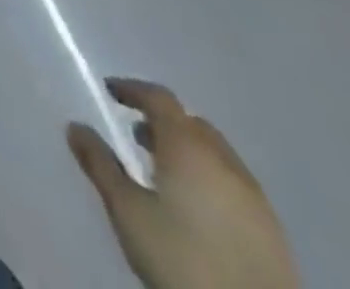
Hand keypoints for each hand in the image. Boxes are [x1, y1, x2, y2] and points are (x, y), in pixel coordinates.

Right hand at [68, 79, 298, 288]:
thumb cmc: (182, 259)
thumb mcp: (127, 211)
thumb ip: (100, 164)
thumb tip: (75, 127)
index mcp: (188, 147)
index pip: (160, 98)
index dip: (133, 90)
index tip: (110, 92)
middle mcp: (225, 162)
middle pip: (192, 124)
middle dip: (162, 122)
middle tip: (136, 136)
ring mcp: (256, 199)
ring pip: (217, 155)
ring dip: (188, 152)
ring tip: (163, 175)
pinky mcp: (274, 233)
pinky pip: (235, 186)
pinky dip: (210, 180)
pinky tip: (197, 210)